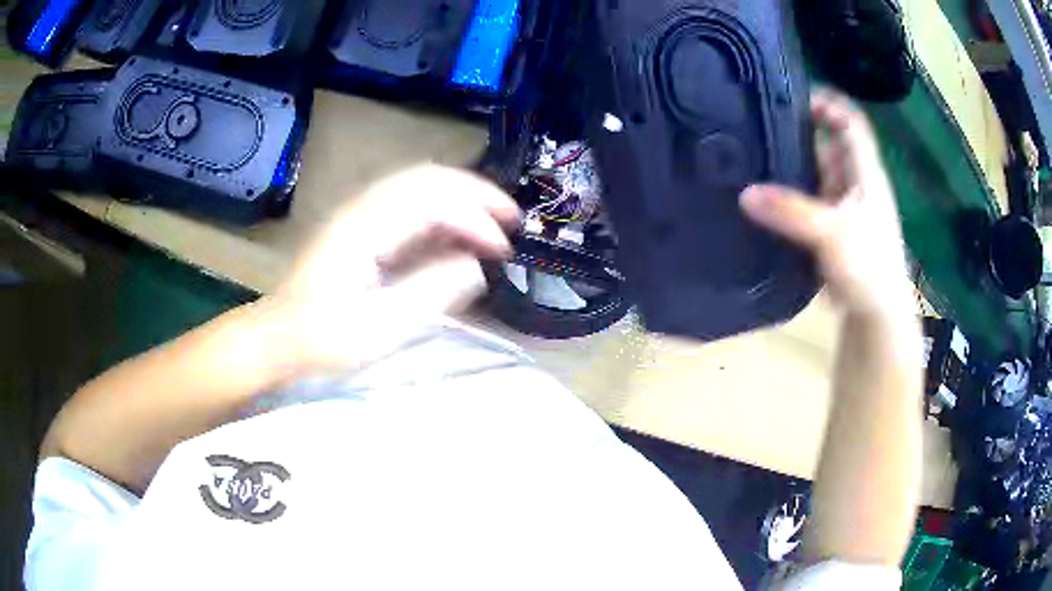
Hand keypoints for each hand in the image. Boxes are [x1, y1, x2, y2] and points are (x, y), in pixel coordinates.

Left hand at [271, 165, 520, 372]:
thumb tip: (475, 266)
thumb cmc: (325, 339)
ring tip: (493, 222)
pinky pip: (409, 206)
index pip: (433, 200)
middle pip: (429, 178)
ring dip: (461, 199)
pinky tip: (457, 236)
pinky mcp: (362, 229)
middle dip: (476, 193)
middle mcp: (364, 209)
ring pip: (420, 187)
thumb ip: (430, 292)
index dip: (475, 217)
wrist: (281, 339)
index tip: (503, 249)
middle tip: (512, 218)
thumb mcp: (380, 327)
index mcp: (366, 227)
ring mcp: (361, 215)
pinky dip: (441, 214)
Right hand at [740, 90, 912, 318]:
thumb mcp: (832, 235)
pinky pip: (807, 203)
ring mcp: (843, 209)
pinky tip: (764, 199)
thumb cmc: (869, 268)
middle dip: (798, 133)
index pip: (850, 122)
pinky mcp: (832, 232)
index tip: (790, 94)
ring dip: (790, 168)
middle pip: (827, 144)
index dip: (827, 102)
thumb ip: (791, 212)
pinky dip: (789, 198)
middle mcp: (855, 184)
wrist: (877, 317)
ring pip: (815, 175)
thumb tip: (744, 194)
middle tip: (757, 125)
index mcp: (865, 173)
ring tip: (752, 157)